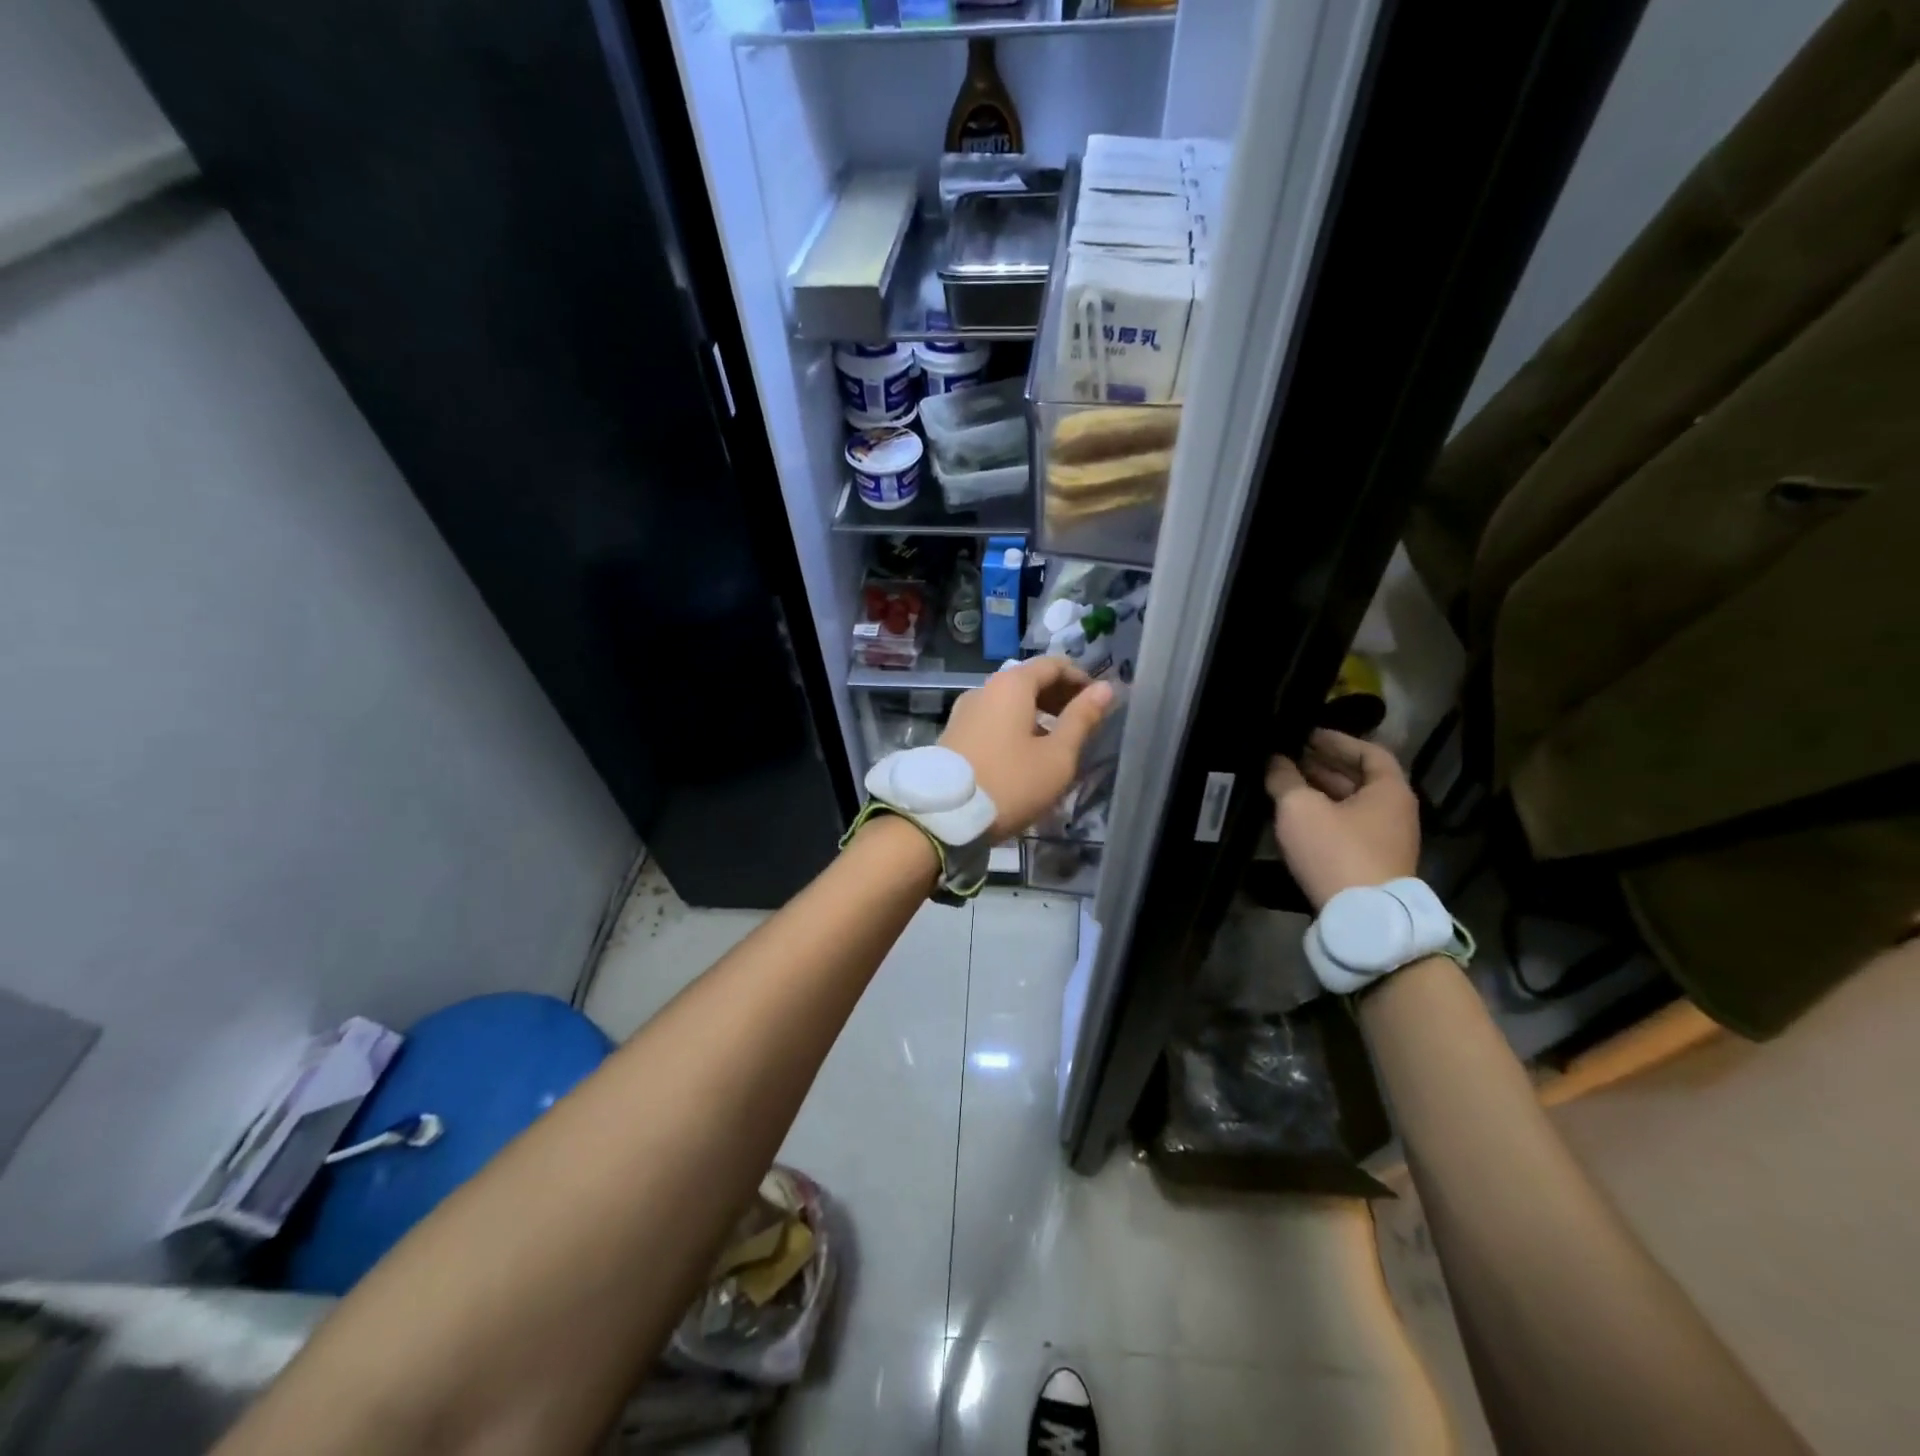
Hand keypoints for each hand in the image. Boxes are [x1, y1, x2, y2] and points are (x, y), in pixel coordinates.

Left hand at [940, 658, 1114, 839]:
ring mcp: (965, 711)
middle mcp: (984, 688)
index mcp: (1011, 684)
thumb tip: (1106, 688)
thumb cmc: (1010, 783)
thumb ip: (1082, 719)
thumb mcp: (1057, 756)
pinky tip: (1027, 754)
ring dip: (1038, 714)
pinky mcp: (954, 734)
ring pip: (1010, 702)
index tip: (1100, 702)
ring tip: (1058, 743)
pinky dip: (1016, 727)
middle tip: (1083, 723)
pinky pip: (994, 720)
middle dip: (1060, 697)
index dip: (1081, 679)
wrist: (943, 816)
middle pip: (1030, 681)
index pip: (1054, 665)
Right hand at [1265, 729, 1419, 911]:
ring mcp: (1386, 841)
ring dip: (1321, 792)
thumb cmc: (1336, 851)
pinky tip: (1296, 818)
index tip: (1305, 735)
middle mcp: (1395, 812)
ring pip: (1351, 806)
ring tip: (1286, 784)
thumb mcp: (1300, 808)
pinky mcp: (1372, 865)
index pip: (1368, 752)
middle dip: (1323, 766)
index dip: (1336, 740)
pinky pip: (1347, 828)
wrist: (1362, 919)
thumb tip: (1275, 761)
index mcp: (1389, 790)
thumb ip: (1284, 779)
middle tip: (1288, 757)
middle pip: (1359, 779)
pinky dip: (1324, 816)